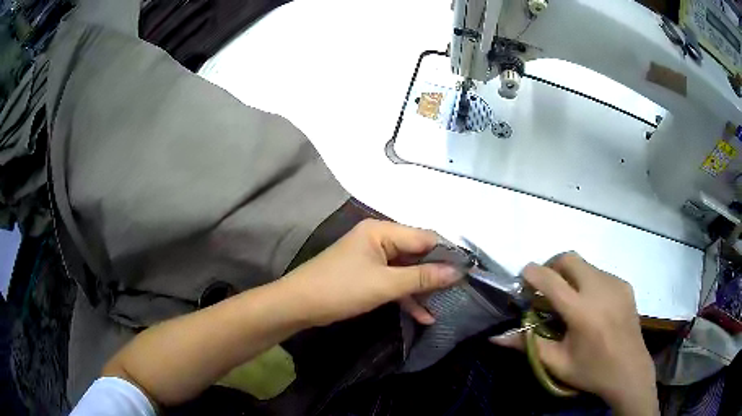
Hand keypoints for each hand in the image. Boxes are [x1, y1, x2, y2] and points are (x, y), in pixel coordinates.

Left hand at [281, 219, 463, 326]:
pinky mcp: (368, 276)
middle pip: (416, 254)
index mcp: (382, 231)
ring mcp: (373, 258)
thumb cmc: (341, 289)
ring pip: (407, 271)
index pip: (424, 237)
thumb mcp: (385, 284)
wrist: (299, 305)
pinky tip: (424, 316)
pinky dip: (407, 297)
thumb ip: (422, 277)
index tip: (468, 272)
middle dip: (436, 274)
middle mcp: (379, 239)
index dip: (447, 254)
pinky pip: (394, 282)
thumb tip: (458, 272)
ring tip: (445, 305)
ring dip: (422, 289)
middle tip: (461, 291)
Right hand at [492, 253, 657, 415]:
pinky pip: (600, 273)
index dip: (532, 273)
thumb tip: (495, 337)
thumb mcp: (556, 363)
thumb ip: (528, 345)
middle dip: (552, 266)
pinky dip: (587, 282)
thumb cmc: (591, 371)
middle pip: (569, 258)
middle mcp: (600, 290)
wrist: (629, 371)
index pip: (551, 280)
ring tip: (570, 300)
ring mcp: (615, 284)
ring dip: (570, 275)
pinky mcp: (625, 285)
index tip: (523, 278)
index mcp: (582, 312)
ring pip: (585, 265)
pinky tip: (591, 305)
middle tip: (546, 287)